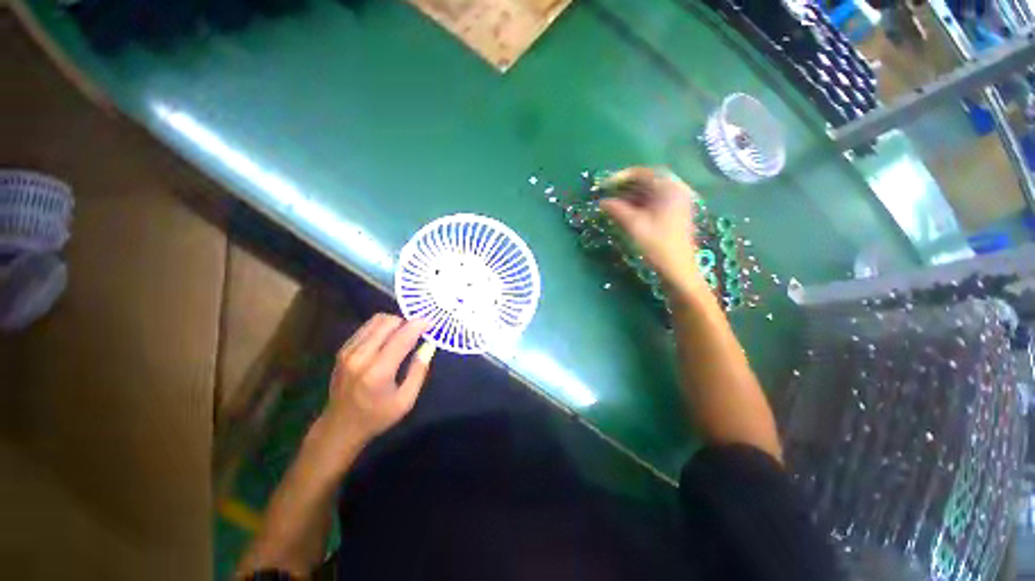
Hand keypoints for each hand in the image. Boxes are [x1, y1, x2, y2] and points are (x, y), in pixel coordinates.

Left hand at [318, 314, 435, 449]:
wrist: (340, 427)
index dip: (418, 325)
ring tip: (404, 332)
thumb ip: (419, 370)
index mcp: (378, 371)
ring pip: (376, 320)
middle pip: (388, 322)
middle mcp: (360, 356)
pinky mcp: (343, 350)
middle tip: (418, 330)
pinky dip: (381, 327)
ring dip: (394, 322)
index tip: (431, 323)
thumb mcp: (406, 400)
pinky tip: (388, 338)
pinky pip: (366, 327)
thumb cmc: (377, 416)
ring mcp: (348, 351)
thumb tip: (429, 345)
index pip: (402, 337)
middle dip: (407, 321)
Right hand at [600, 167, 701, 287]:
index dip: (621, 177)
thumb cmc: (657, 245)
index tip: (605, 186)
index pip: (643, 173)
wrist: (678, 269)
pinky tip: (627, 210)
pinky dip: (640, 203)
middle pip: (648, 180)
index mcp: (670, 188)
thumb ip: (617, 209)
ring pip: (651, 191)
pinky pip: (655, 200)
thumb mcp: (634, 225)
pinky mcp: (675, 212)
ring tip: (614, 203)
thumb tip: (601, 201)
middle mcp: (677, 189)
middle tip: (608, 194)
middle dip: (626, 186)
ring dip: (632, 195)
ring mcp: (678, 201)